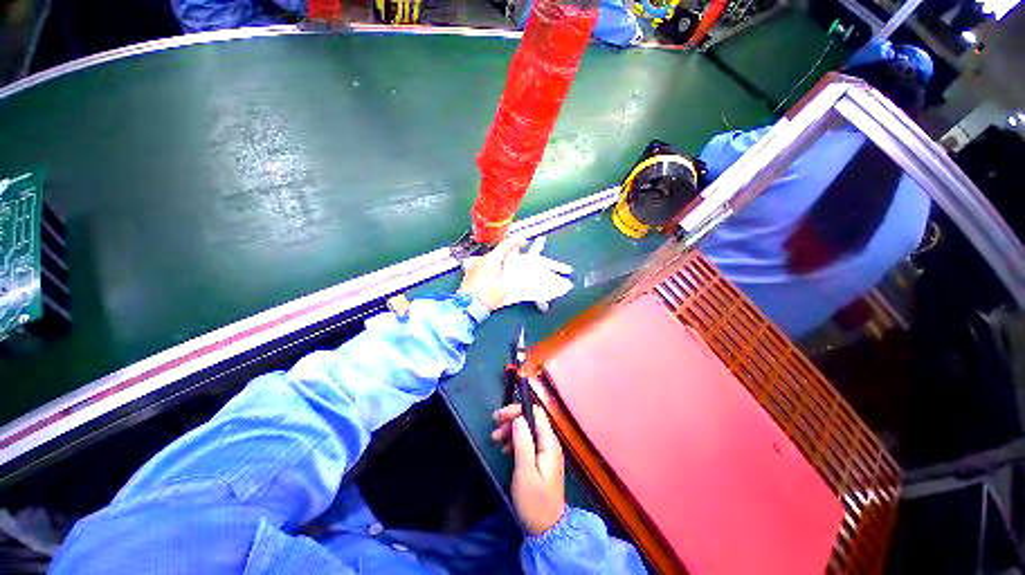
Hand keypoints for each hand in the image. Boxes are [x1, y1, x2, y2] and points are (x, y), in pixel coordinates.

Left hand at [460, 236, 572, 311]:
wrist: (466, 307)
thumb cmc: (487, 297)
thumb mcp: (505, 285)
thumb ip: (513, 269)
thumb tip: (516, 257)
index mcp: (491, 260)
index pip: (505, 244)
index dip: (517, 242)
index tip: (524, 243)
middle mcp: (481, 259)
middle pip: (499, 252)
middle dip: (509, 255)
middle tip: (518, 264)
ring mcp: (475, 265)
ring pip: (492, 259)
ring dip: (501, 263)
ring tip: (507, 274)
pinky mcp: (471, 273)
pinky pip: (485, 266)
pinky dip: (493, 268)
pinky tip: (496, 279)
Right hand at [491, 403, 565, 535]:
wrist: (547, 530)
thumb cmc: (535, 503)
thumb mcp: (525, 473)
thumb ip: (523, 443)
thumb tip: (518, 419)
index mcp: (549, 443)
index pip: (536, 413)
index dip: (518, 410)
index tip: (500, 417)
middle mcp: (550, 443)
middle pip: (531, 419)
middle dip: (512, 420)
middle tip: (494, 429)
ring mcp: (546, 451)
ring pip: (528, 430)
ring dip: (511, 430)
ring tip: (496, 440)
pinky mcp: (541, 459)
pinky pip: (528, 441)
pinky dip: (515, 441)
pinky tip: (505, 450)